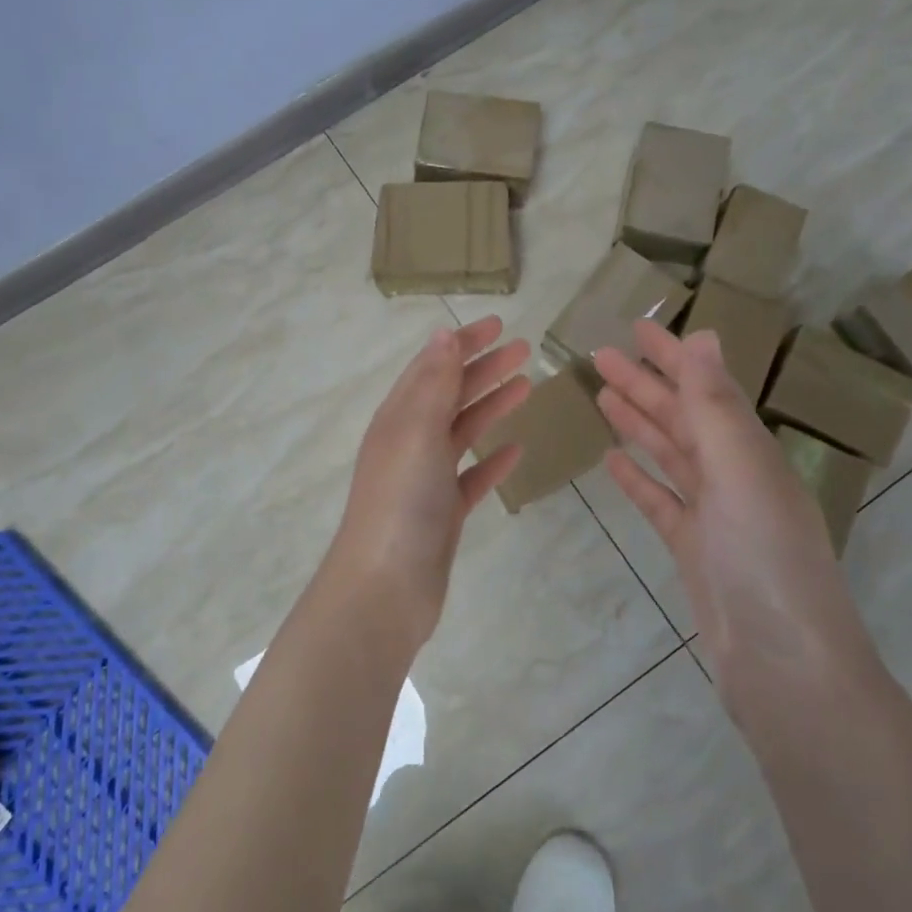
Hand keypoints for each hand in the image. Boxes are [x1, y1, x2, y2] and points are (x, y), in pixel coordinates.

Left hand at [328, 315, 530, 648]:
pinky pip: (471, 476)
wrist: (385, 587)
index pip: (433, 366)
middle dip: (484, 368)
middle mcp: (410, 442)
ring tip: (527, 385)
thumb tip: (443, 335)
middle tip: (524, 349)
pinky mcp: (443, 512)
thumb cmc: (401, 501)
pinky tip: (515, 450)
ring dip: (491, 405)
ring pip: (462, 431)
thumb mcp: (417, 432)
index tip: (499, 324)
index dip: (463, 343)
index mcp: (398, 417)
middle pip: (450, 394)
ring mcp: (426, 479)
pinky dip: (491, 460)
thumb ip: (434, 384)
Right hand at [593, 322, 879, 709]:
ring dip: (638, 423)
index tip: (636, 327)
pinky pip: (661, 501)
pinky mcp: (694, 550)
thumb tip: (703, 335)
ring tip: (601, 395)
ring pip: (669, 455)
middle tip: (600, 356)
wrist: (784, 667)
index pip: (705, 388)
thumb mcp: (739, 472)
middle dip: (644, 384)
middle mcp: (734, 475)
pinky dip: (639, 478)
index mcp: (749, 451)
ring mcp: (714, 515)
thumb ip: (714, 406)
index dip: (672, 356)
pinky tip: (613, 461)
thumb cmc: (766, 559)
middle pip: (682, 418)